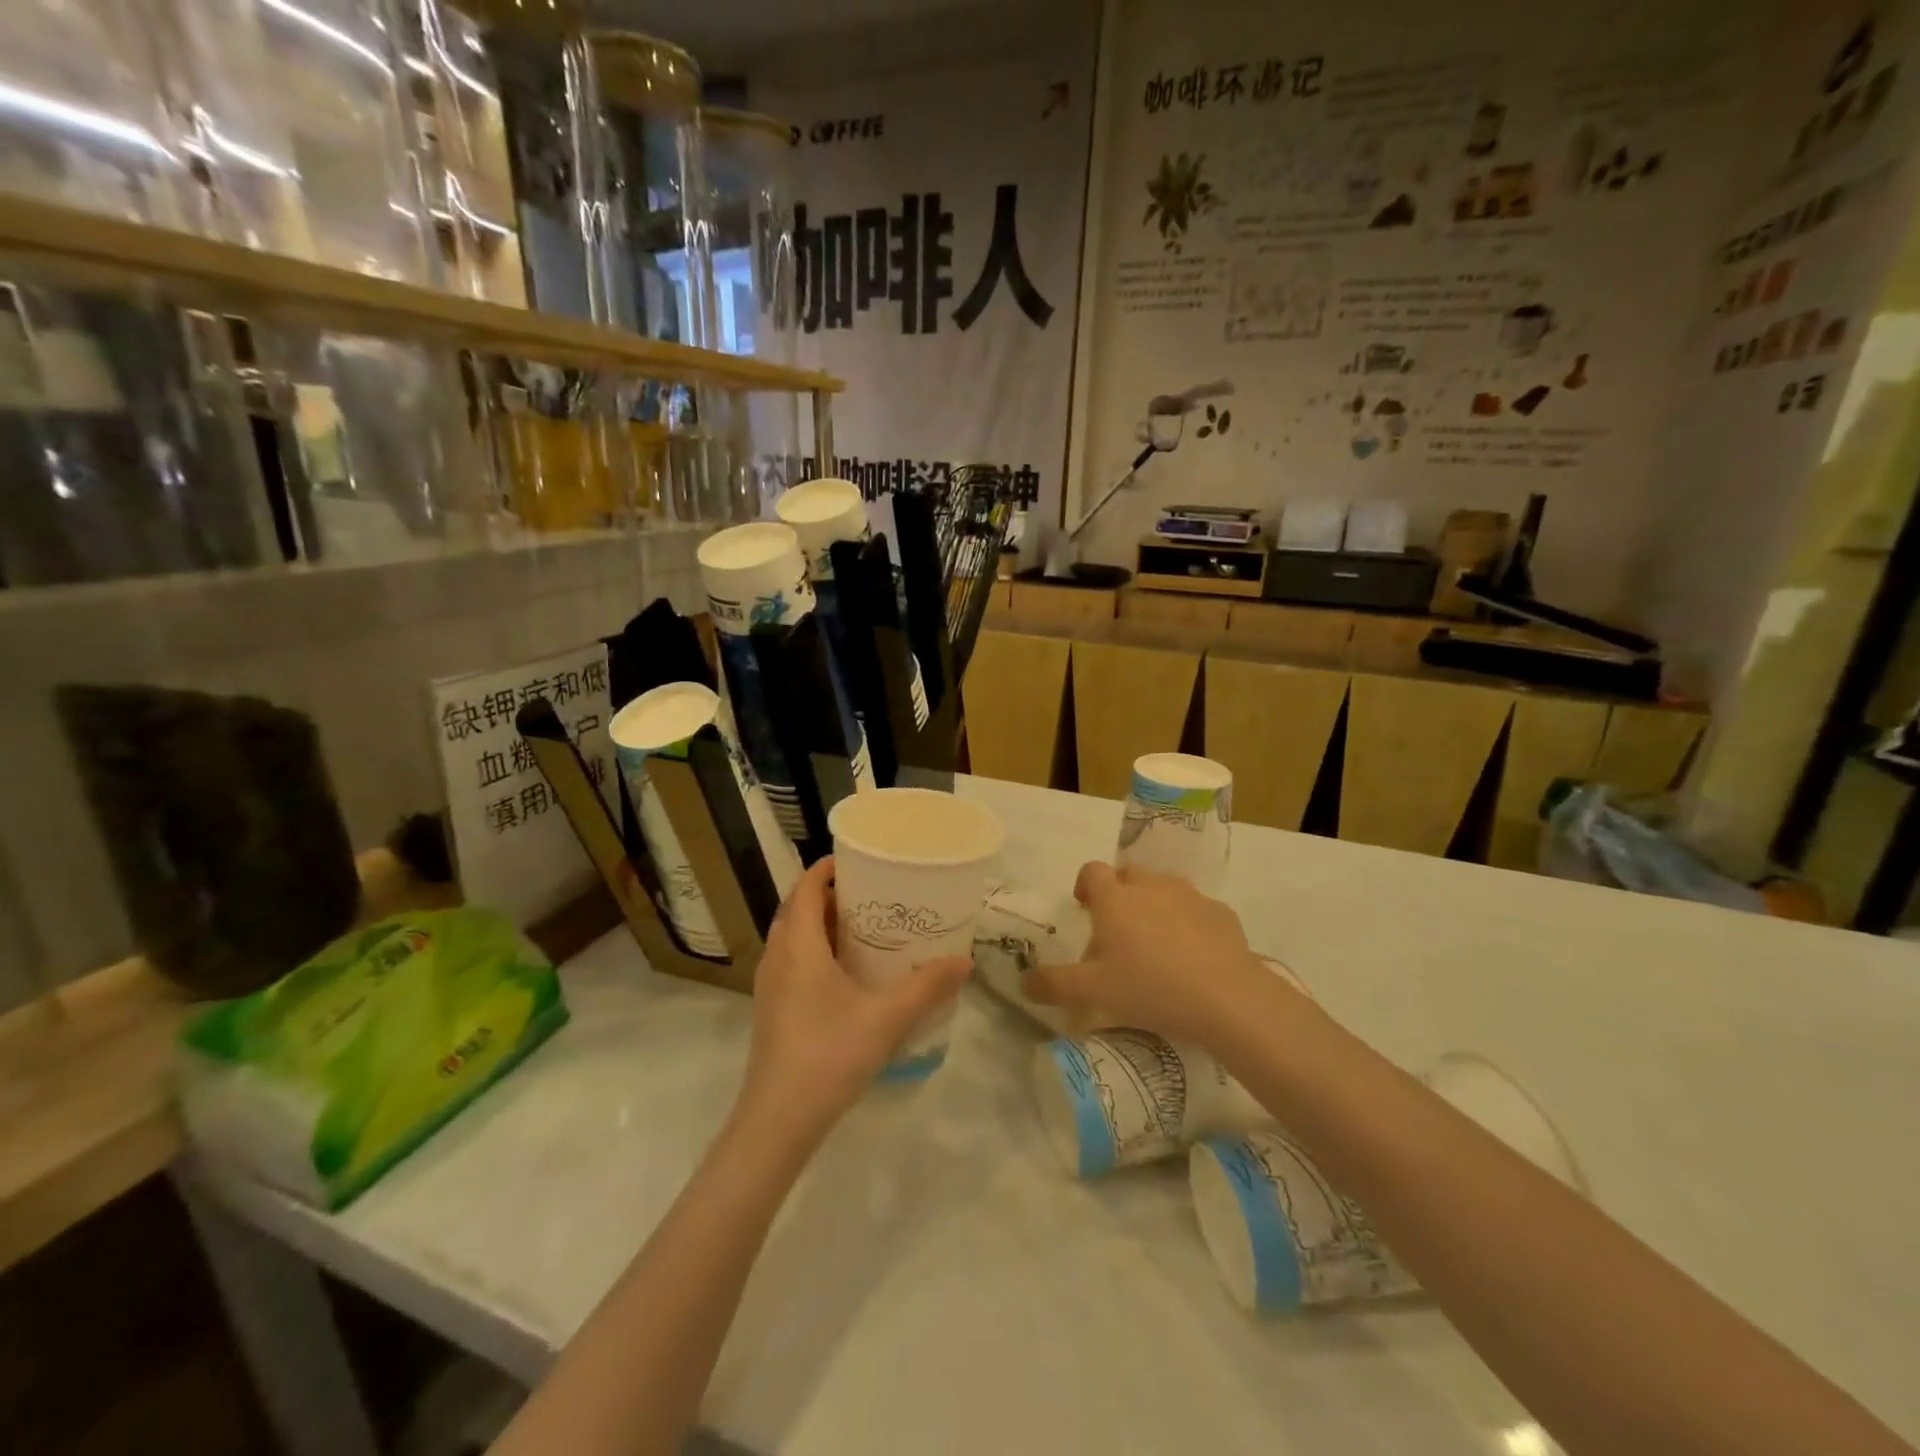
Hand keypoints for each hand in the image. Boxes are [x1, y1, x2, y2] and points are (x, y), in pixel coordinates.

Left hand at [735, 856, 970, 1146]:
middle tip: (873, 894)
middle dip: (831, 895)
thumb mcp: (887, 1018)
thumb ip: (927, 987)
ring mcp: (770, 985)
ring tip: (865, 928)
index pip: (806, 888)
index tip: (860, 860)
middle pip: (799, 909)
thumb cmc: (829, 1055)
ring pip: (793, 937)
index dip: (827, 868)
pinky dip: (815, 951)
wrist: (777, 1120)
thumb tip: (964, 962)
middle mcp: (777, 956)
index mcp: (798, 945)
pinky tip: (847, 973)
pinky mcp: (772, 1008)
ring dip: (822, 924)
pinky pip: (792, 961)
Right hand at [1024, 861, 1279, 1047]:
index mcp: (1114, 899)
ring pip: (1165, 887)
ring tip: (1156, 941)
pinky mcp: (1221, 912)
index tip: (1084, 906)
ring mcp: (1189, 895)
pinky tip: (1193, 955)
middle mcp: (1150, 886)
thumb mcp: (1093, 992)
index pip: (1092, 871)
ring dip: (1155, 903)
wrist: (1225, 996)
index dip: (1085, 884)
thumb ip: (1053, 984)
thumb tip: (1023, 983)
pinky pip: (1197, 909)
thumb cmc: (1149, 987)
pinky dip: (1190, 922)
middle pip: (1129, 873)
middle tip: (1119, 928)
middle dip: (1120, 892)